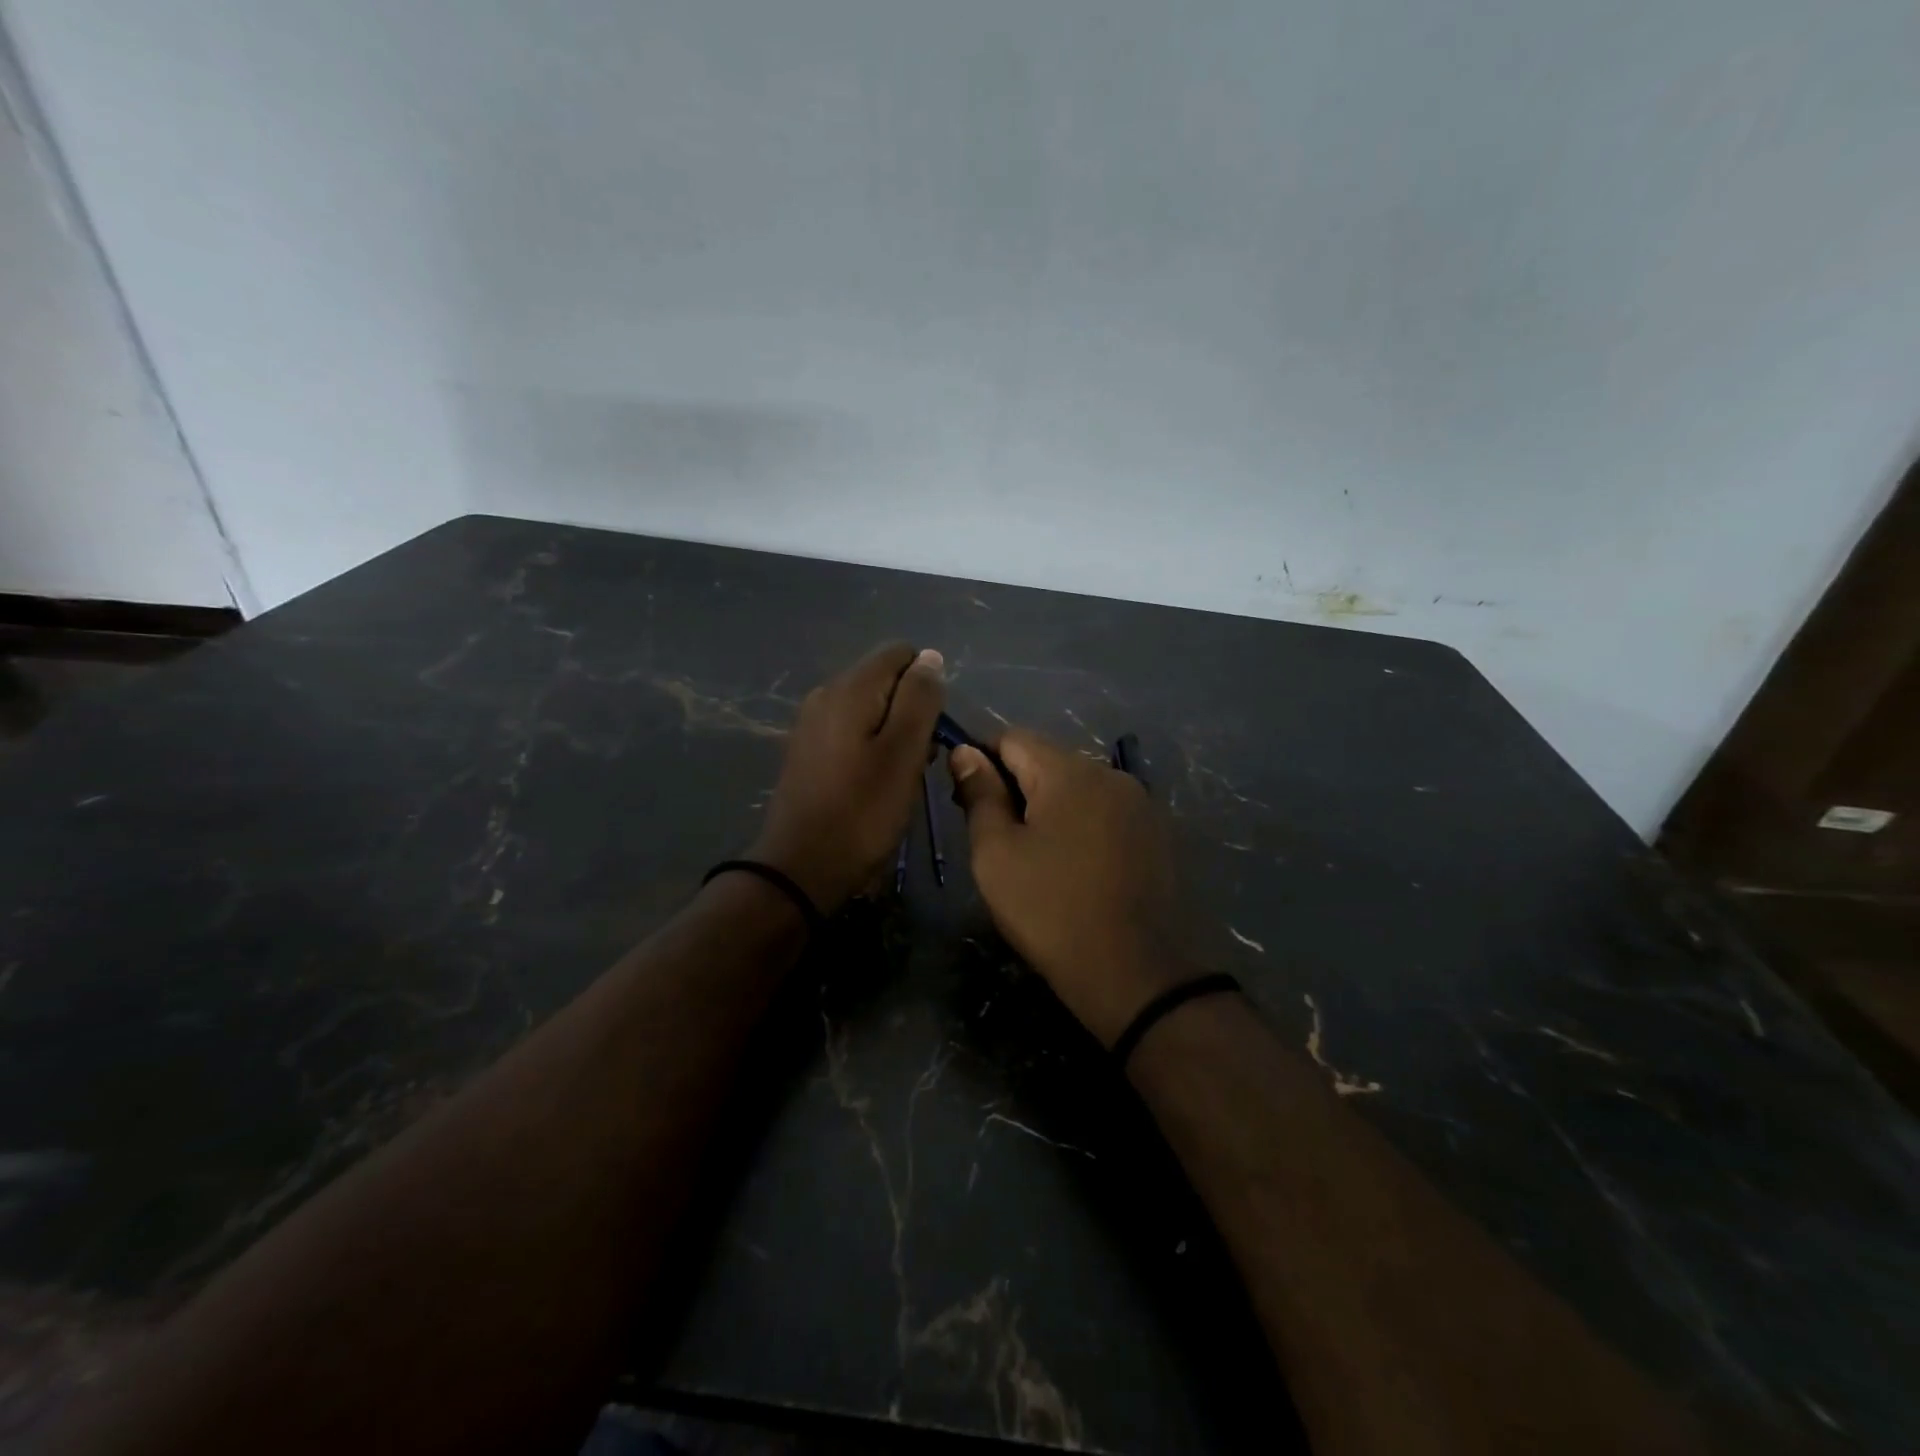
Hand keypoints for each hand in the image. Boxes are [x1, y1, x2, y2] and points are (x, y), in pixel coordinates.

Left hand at [748, 643, 944, 913]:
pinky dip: (872, 746)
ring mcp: (812, 722)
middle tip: (922, 759)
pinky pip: (851, 730)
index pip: (900, 653)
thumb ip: (920, 699)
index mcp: (850, 687)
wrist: (801, 867)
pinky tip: (876, 782)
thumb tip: (930, 657)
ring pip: (870, 707)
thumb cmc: (862, 811)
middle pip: (885, 679)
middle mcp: (826, 693)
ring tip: (903, 776)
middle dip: (912, 710)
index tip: (934, 728)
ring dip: (895, 732)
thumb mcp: (904, 753)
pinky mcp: (808, 750)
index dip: (927, 684)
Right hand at [950, 729, 1190, 1046]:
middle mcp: (1110, 774)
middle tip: (995, 837)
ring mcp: (1139, 803)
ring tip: (1034, 856)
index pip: (1012, 738)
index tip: (966, 801)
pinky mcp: (1155, 833)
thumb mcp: (996, 854)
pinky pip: (1104, 811)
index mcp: (1069, 772)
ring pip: (1077, 787)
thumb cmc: (1051, 910)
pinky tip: (1073, 866)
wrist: (1135, 973)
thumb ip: (979, 795)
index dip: (981, 760)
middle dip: (1015, 786)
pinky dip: (1080, 825)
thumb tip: (966, 752)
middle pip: (1047, 760)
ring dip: (1048, 807)